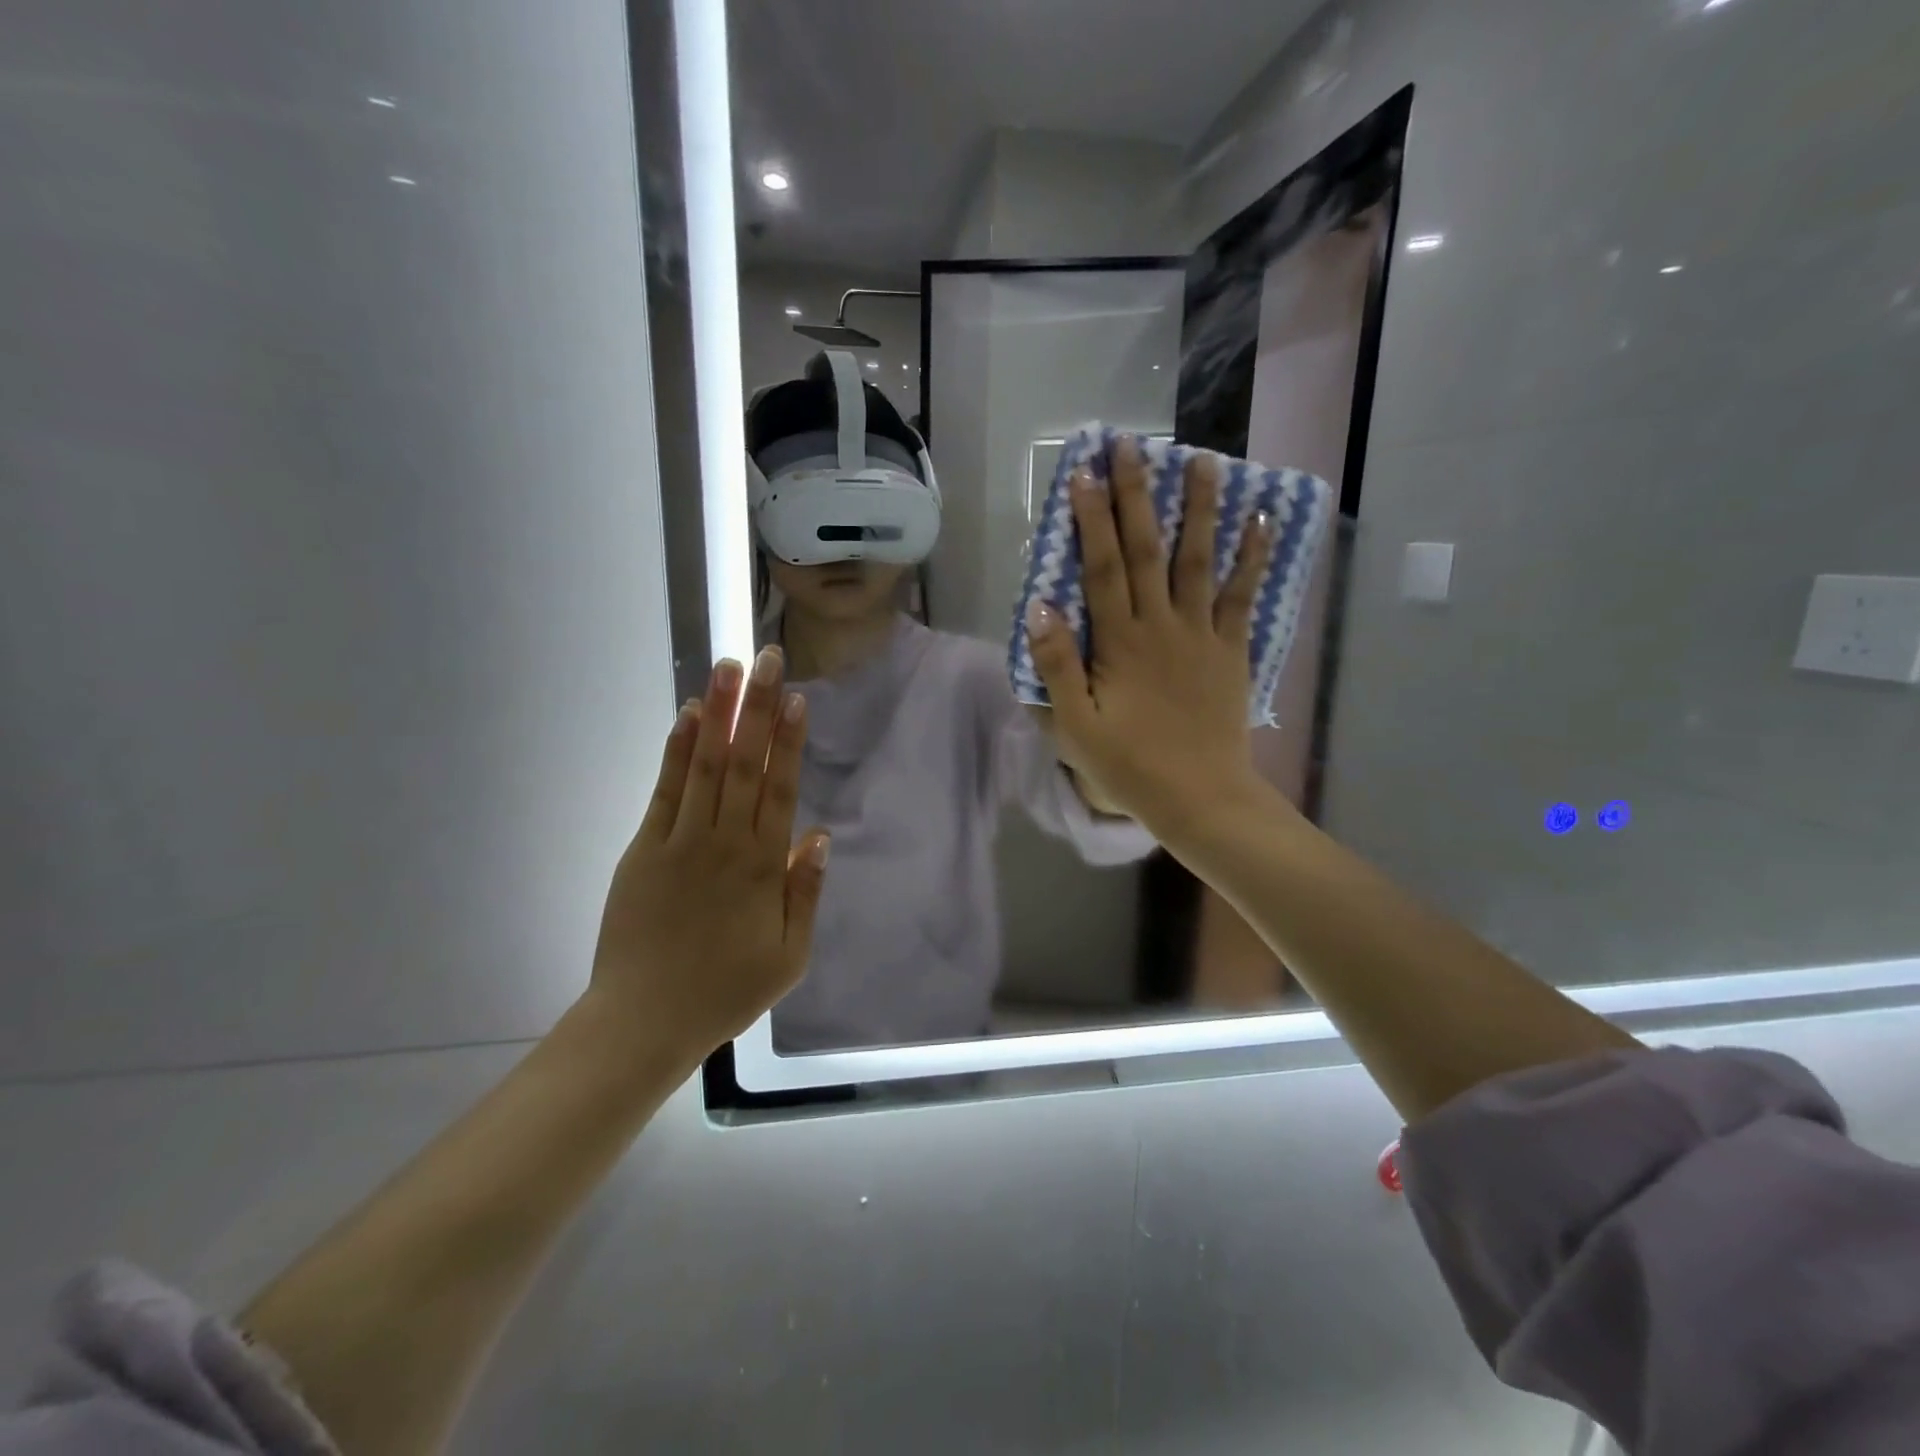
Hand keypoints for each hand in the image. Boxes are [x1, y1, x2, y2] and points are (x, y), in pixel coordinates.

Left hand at [587, 648, 828, 1060]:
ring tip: (728, 668)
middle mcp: (724, 842)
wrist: (644, 1020)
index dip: (788, 741)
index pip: (779, 789)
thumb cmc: (726, 991)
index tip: (795, 698)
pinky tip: (687, 717)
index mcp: (762, 867)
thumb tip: (819, 835)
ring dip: (717, 714)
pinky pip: (665, 791)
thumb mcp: (790, 956)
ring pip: (705, 766)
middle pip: (744, 764)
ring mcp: (680, 841)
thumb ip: (806, 893)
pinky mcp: (644, 848)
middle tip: (767, 658)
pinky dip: (676, 751)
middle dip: (757, 708)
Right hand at [1025, 437, 1275, 840]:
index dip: (1092, 519)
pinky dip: (1253, 557)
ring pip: (1199, 560)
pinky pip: (1243, 596)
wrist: (1201, 798)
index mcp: (1120, 643)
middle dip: (1138, 495)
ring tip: (1204, 461)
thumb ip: (1057, 665)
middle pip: (1147, 550)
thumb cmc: (1130, 766)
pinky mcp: (1231, 650)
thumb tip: (1039, 606)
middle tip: (1133, 445)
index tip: (1084, 474)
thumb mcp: (1077, 726)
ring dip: (1200, 509)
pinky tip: (1261, 520)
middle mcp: (1162, 625)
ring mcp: (1202, 634)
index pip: (1101, 568)